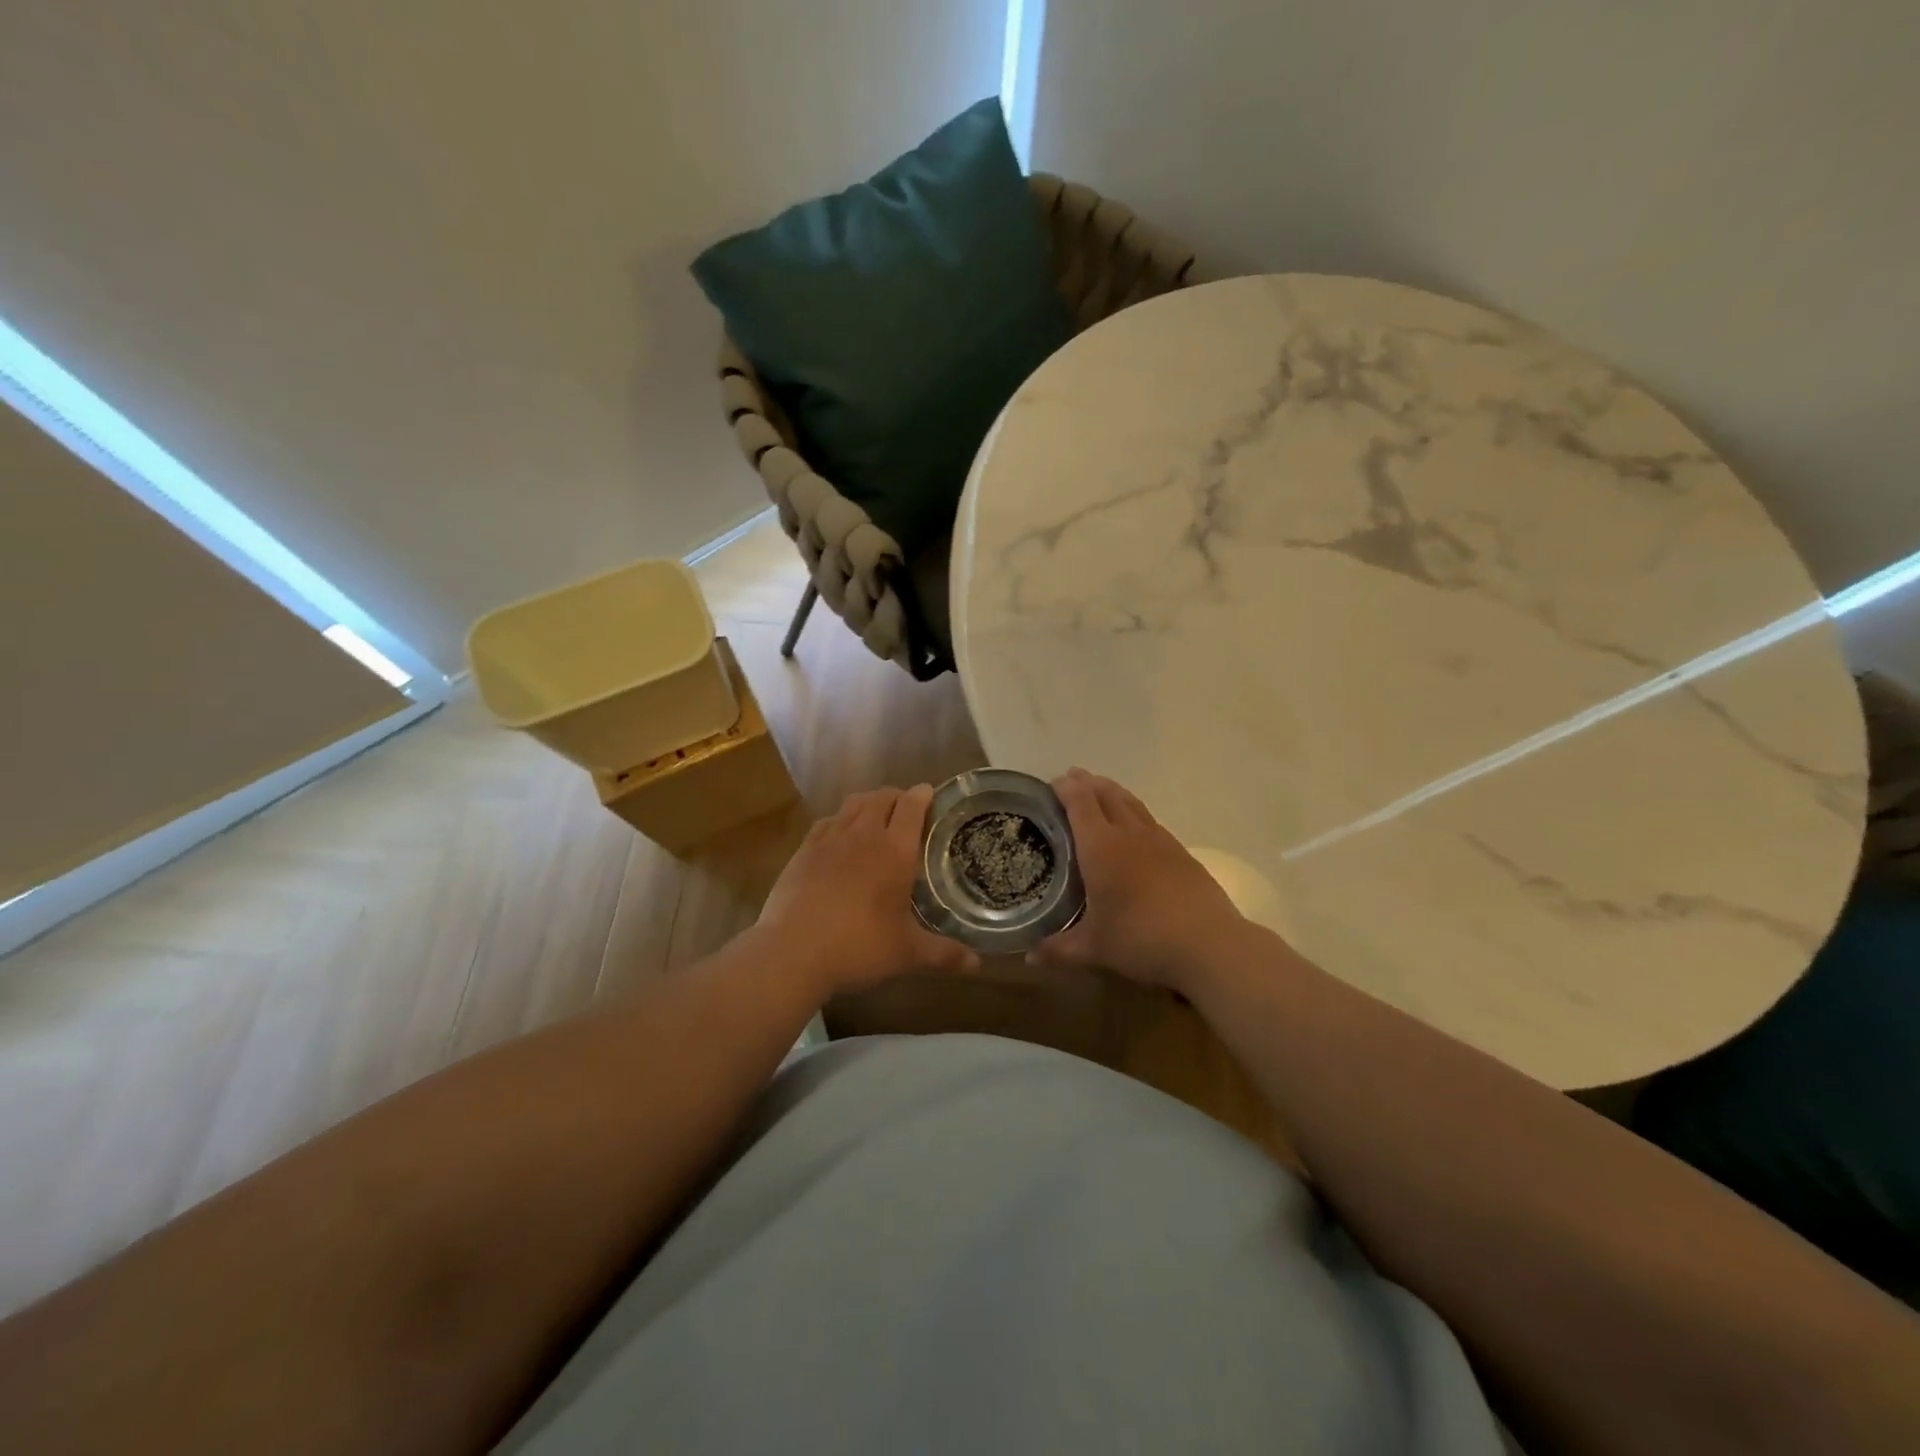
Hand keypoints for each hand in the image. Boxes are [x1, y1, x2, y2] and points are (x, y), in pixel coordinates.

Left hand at [757, 784, 979, 996]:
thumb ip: (944, 954)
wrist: (792, 952)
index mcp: (895, 851)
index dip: (923, 795)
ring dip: (869, 803)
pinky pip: (827, 821)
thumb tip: (977, 964)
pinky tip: (840, 836)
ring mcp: (829, 839)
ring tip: (876, 816)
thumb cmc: (858, 947)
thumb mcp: (907, 954)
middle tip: (907, 811)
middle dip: (898, 797)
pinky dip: (840, 820)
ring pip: (853, 804)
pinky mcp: (803, 850)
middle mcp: (863, 835)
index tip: (930, 795)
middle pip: (882, 797)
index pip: (912, 806)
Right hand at [1029, 769, 1251, 991]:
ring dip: (1113, 791)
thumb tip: (1028, 958)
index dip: (1066, 789)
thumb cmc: (1141, 939)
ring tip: (1102, 789)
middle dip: (1087, 783)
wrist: (1208, 944)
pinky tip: (1136, 825)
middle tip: (1073, 778)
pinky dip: (1135, 812)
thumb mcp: (1094, 949)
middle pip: (1106, 795)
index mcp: (1100, 848)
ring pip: (1132, 803)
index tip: (1053, 782)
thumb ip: (1059, 950)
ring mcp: (1159, 840)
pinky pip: (1150, 820)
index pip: (1080, 803)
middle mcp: (1129, 834)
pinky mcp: (1181, 852)